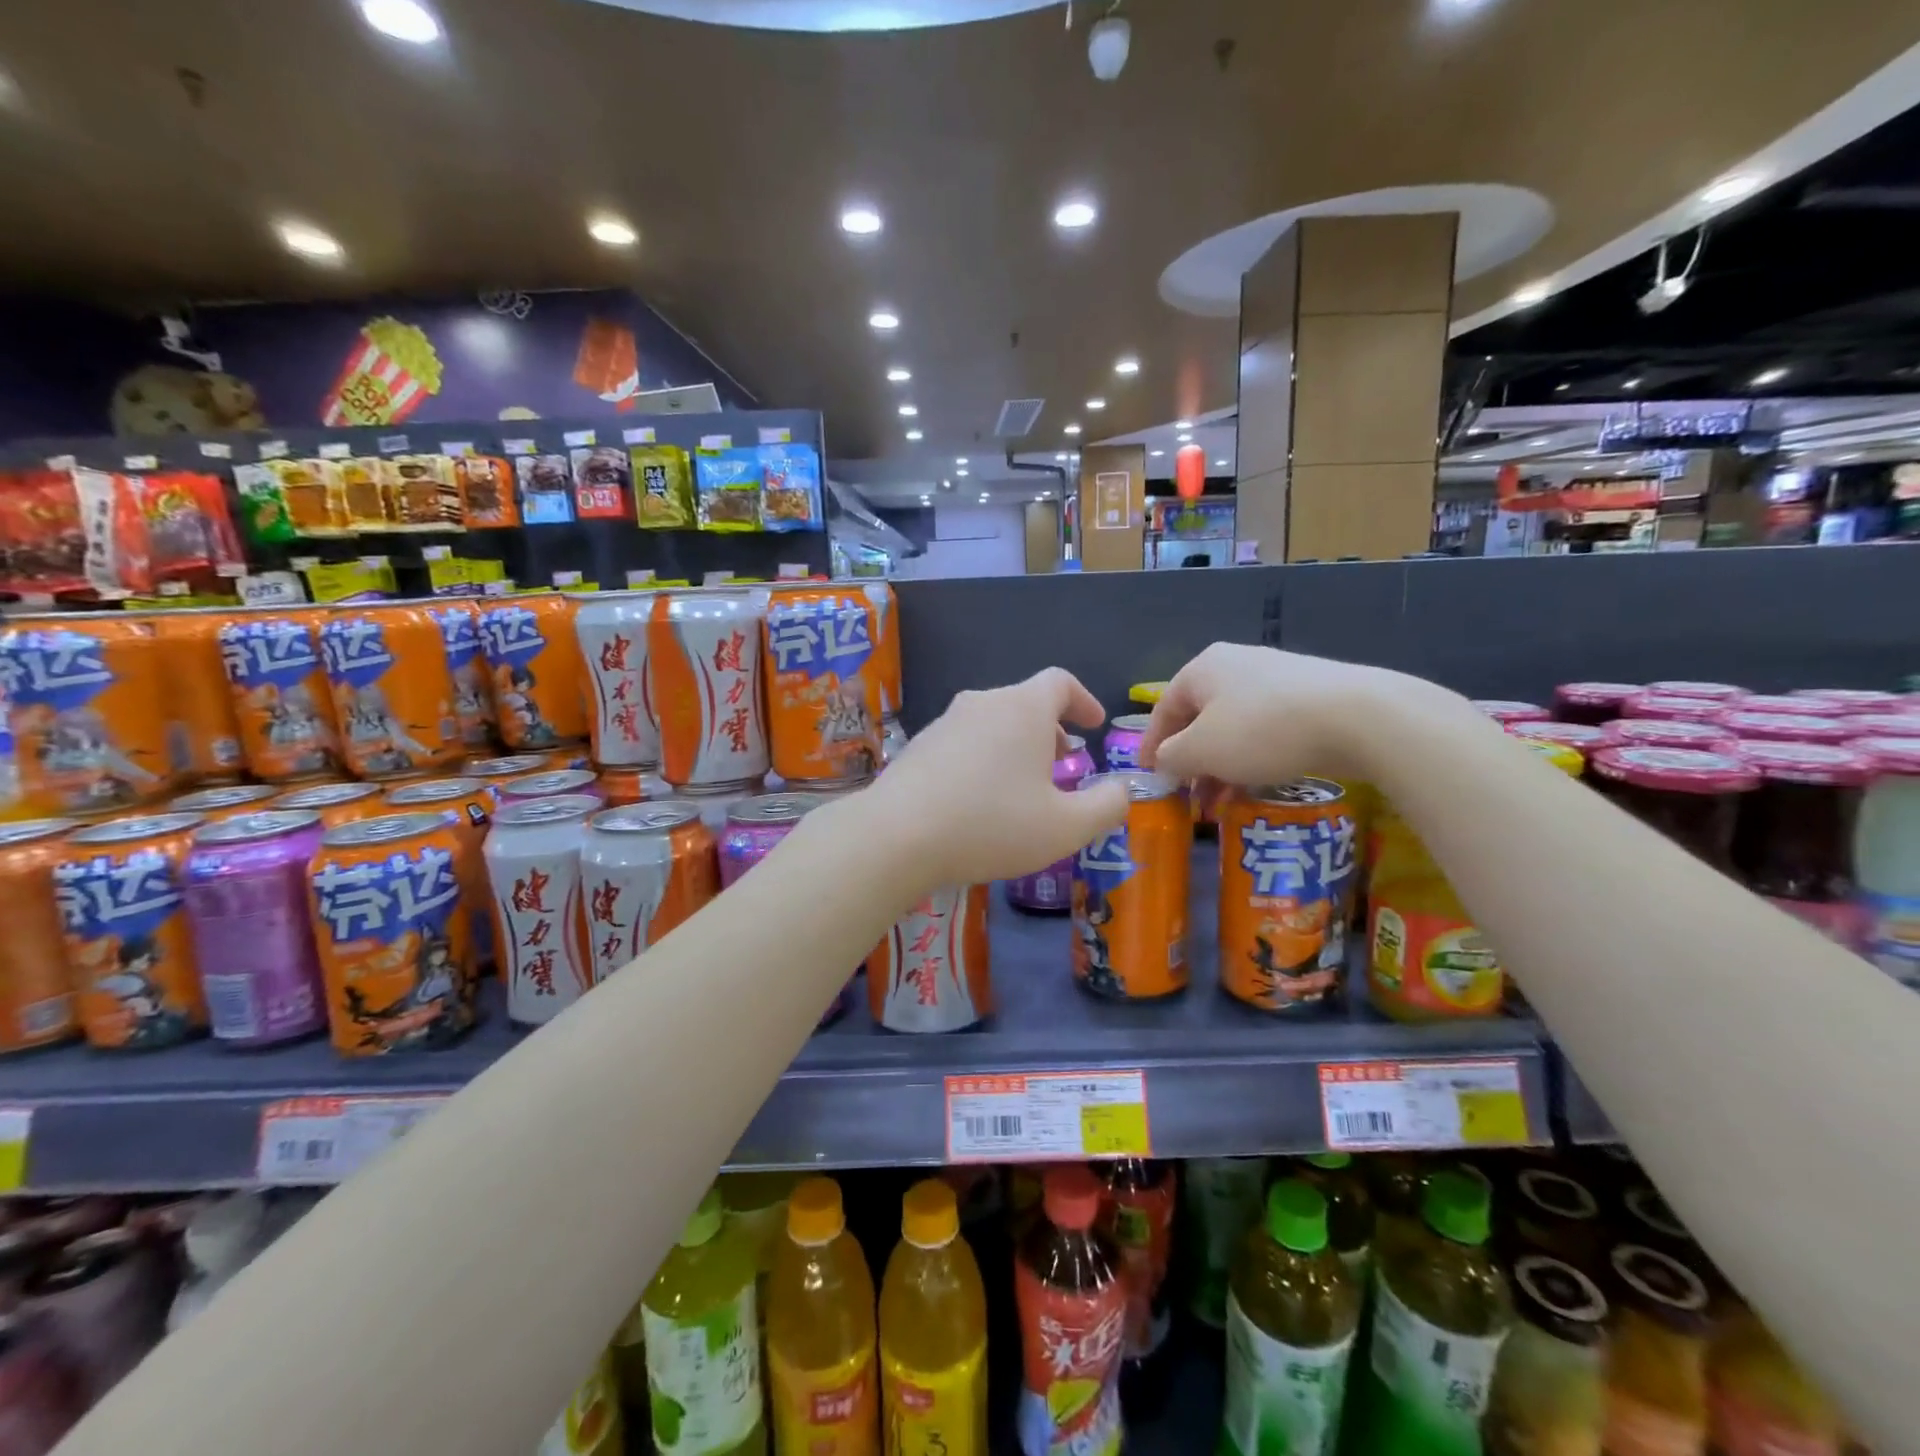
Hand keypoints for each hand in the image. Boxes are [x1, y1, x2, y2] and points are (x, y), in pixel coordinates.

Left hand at [862, 668, 1130, 888]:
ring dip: (1016, 746)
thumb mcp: (1065, 827)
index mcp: (1022, 708)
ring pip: (993, 723)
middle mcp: (982, 703)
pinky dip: (984, 759)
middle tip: (1064, 763)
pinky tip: (979, 799)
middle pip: (1025, 702)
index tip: (1093, 726)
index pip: (1060, 682)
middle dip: (1051, 729)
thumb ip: (1107, 806)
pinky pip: (964, 742)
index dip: (1084, 700)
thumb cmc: (991, 824)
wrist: (896, 836)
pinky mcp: (918, 746)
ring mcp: (944, 722)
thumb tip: (1121, 790)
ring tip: (1023, 786)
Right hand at [1139, 644, 1400, 788]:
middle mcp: (1236, 665)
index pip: (1163, 709)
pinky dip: (1253, 759)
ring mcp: (1277, 679)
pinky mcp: (1311, 697)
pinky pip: (1267, 731)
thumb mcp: (1200, 750)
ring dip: (1221, 767)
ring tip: (1221, 804)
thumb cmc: (1260, 730)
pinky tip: (1257, 786)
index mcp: (1203, 668)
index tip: (1149, 778)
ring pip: (1234, 729)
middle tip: (1188, 798)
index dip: (1151, 746)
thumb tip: (1164, 762)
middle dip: (1190, 763)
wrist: (1357, 717)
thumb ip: (1171, 757)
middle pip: (1200, 719)